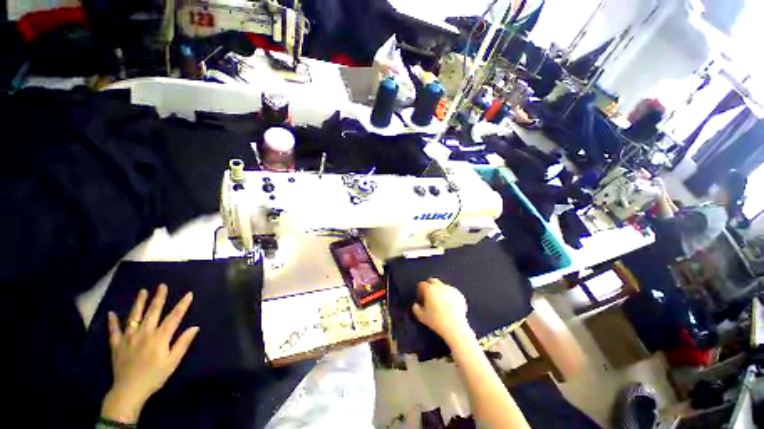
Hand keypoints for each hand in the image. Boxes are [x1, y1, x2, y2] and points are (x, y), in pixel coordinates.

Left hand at [101, 284, 199, 423]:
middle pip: (153, 312)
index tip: (189, 294)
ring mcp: (129, 337)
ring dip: (139, 303)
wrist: (129, 391)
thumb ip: (182, 343)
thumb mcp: (173, 362)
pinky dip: (113, 322)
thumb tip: (195, 327)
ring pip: (134, 316)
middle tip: (162, 286)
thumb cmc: (155, 376)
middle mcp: (144, 333)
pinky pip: (114, 331)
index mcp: (160, 337)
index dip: (182, 305)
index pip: (174, 317)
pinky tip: (112, 313)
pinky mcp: (117, 345)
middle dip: (158, 298)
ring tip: (142, 291)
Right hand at [411, 278, 472, 345]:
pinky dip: (449, 296)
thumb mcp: (421, 317)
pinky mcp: (459, 294)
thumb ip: (416, 308)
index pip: (421, 284)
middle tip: (430, 297)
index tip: (421, 298)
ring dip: (440, 291)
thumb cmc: (437, 321)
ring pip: (443, 286)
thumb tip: (416, 305)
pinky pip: (451, 292)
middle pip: (432, 281)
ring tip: (441, 303)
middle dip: (430, 286)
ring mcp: (451, 289)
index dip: (420, 291)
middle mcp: (440, 286)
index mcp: (429, 289)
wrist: (455, 327)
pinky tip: (449, 306)